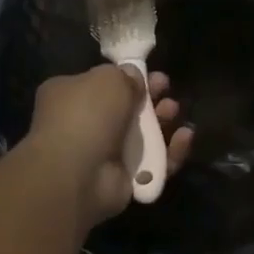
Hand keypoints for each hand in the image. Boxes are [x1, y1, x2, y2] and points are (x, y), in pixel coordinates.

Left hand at [24, 66, 195, 225]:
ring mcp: (103, 155)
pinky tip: (185, 137)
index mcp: (68, 96)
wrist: (78, 173)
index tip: (150, 73)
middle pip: (125, 110)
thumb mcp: (107, 79)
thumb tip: (133, 76)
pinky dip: (171, 152)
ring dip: (162, 123)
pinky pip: (154, 164)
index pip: (99, 84)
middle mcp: (83, 125)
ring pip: (142, 137)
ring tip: (174, 111)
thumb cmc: (87, 115)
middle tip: (167, 90)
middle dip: (150, 99)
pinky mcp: (123, 180)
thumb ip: (125, 75)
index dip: (126, 77)